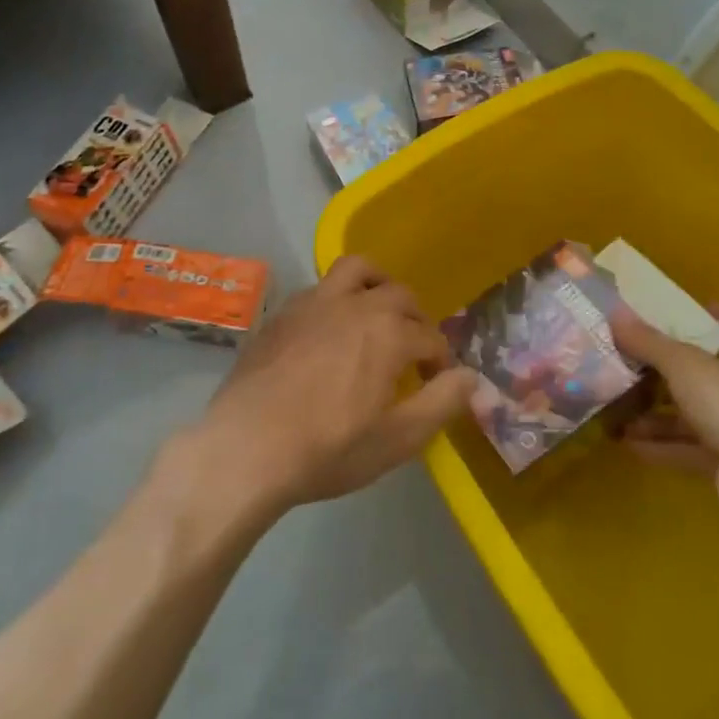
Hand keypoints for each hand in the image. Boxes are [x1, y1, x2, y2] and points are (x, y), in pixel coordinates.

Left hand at [187, 256, 476, 515]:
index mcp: (389, 332)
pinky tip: (329, 330)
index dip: (440, 361)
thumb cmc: (328, 448)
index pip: (431, 337)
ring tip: (376, 313)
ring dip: (377, 284)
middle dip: (415, 320)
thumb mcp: (397, 439)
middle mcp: (356, 304)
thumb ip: (441, 403)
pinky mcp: (284, 311)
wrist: (246, 447)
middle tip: (411, 352)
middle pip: (400, 295)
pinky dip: (337, 298)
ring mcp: (315, 301)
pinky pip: (320, 288)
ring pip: (357, 270)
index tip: (435, 383)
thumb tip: (472, 376)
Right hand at [611, 303, 718, 523]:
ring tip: (616, 407)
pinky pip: (684, 449)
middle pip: (703, 373)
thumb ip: (649, 342)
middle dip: (665, 369)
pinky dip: (657, 445)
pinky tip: (627, 443)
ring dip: (654, 413)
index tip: (697, 309)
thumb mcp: (683, 364)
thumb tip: (616, 314)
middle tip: (630, 361)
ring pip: (688, 414)